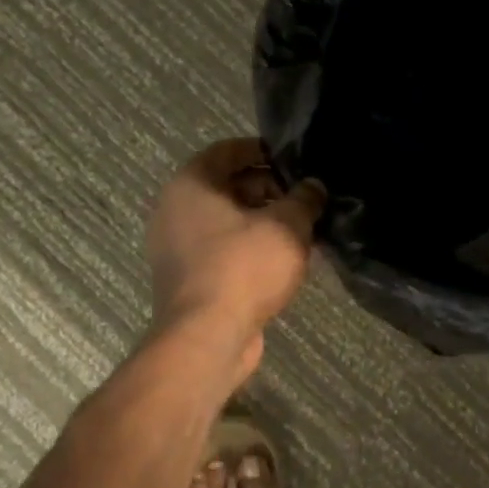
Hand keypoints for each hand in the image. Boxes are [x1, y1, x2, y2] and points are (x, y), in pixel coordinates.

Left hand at [146, 138, 325, 385]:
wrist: (207, 337)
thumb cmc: (243, 267)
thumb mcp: (287, 226)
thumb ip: (304, 199)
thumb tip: (313, 187)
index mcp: (191, 184)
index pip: (227, 151)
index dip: (262, 150)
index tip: (293, 159)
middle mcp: (175, 210)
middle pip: (226, 186)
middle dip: (267, 189)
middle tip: (303, 198)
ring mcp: (176, 248)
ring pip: (225, 222)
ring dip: (260, 222)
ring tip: (299, 229)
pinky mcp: (186, 279)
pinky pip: (221, 251)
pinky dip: (248, 248)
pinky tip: (280, 260)